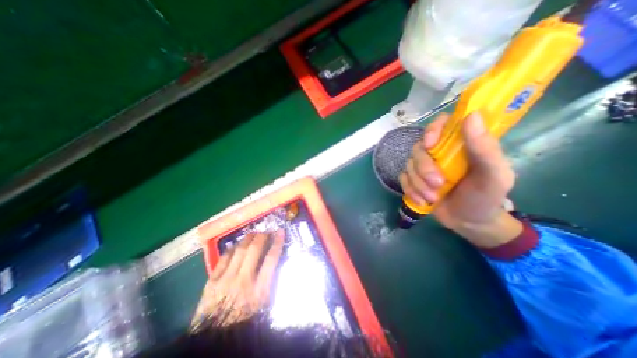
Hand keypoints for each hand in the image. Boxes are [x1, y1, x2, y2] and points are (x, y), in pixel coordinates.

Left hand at [190, 230, 283, 330]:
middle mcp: (243, 281)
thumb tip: (272, 260)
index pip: (271, 259)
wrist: (214, 340)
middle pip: (254, 249)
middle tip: (265, 231)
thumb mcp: (263, 305)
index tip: (280, 232)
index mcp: (259, 290)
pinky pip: (223, 258)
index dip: (277, 242)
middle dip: (262, 236)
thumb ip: (268, 282)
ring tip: (253, 234)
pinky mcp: (212, 282)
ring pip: (239, 250)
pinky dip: (232, 249)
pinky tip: (235, 245)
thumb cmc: (244, 322)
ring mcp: (225, 280)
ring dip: (248, 238)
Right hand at [400, 114, 518, 246]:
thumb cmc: (485, 197)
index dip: (432, 130)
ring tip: (432, 198)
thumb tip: (471, 115)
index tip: (431, 145)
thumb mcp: (494, 175)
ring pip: (409, 165)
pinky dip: (410, 190)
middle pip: (419, 148)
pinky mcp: (414, 180)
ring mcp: (424, 166)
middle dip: (424, 168)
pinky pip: (403, 179)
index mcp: (460, 144)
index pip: (441, 123)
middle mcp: (439, 152)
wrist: (469, 222)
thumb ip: (485, 148)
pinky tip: (422, 201)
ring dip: (418, 183)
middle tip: (437, 184)